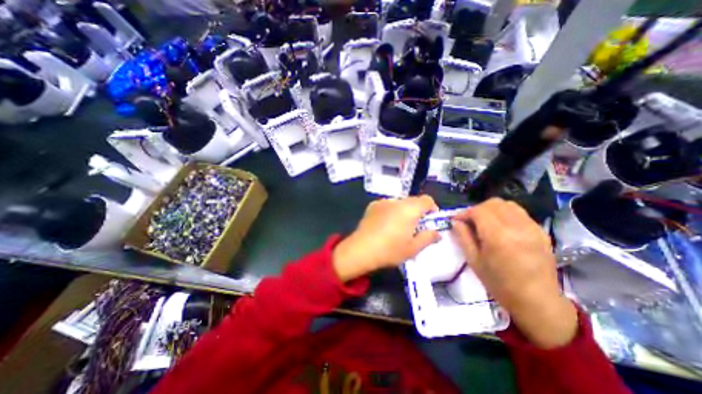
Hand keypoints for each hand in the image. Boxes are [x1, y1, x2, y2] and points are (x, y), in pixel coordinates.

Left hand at [332, 197, 436, 281]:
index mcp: (409, 209)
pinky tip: (385, 224)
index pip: (427, 200)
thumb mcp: (413, 248)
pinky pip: (387, 205)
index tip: (430, 221)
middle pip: (413, 200)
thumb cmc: (390, 250)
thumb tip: (437, 233)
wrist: (361, 249)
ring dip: (404, 211)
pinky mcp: (372, 205)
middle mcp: (396, 201)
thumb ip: (428, 238)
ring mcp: (382, 202)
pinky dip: (391, 211)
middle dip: (418, 211)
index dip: (432, 209)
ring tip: (398, 227)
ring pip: (399, 203)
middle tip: (415, 227)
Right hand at [450, 199, 575, 349]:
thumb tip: (456, 221)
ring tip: (485, 222)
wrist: (537, 302)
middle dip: (477, 209)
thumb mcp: (474, 261)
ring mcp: (532, 228)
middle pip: (493, 203)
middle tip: (470, 221)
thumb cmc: (500, 284)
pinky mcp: (541, 231)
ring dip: (492, 209)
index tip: (457, 220)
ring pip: (507, 205)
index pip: (478, 211)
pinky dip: (506, 214)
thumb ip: (463, 237)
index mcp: (498, 236)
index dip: (465, 213)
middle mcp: (517, 227)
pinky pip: (519, 213)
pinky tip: (501, 227)